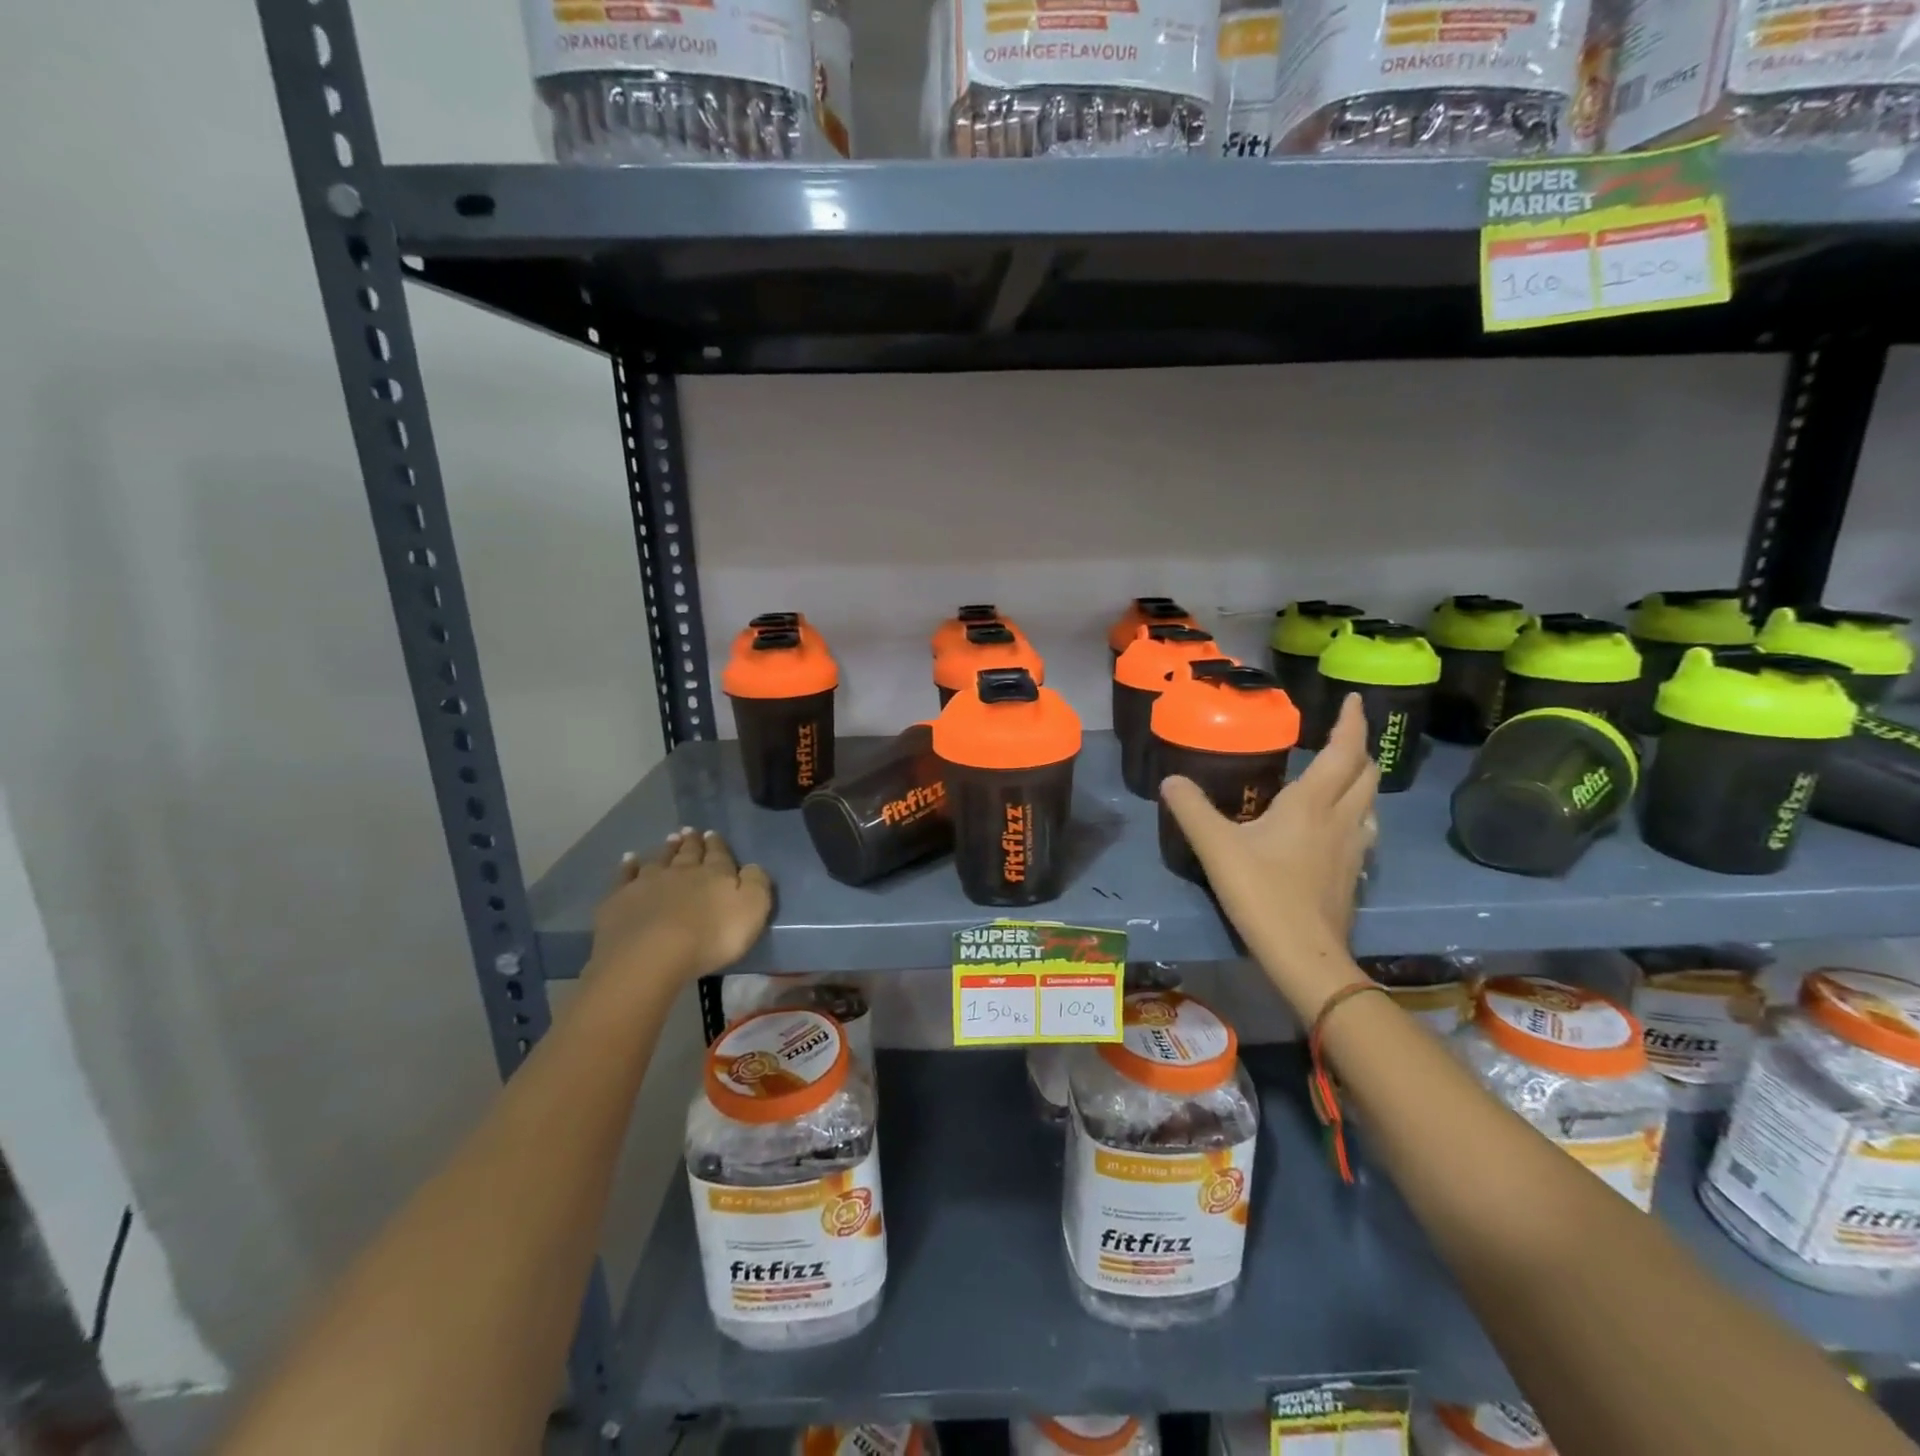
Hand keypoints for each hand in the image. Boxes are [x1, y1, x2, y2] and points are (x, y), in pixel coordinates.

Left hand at [587, 828, 772, 987]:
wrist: (651, 954)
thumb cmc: (711, 936)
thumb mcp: (752, 910)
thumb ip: (756, 884)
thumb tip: (751, 867)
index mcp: (715, 875)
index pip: (718, 855)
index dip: (717, 845)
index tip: (712, 834)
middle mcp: (681, 871)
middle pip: (688, 853)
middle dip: (692, 842)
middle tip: (691, 831)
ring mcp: (647, 883)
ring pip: (659, 860)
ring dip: (666, 849)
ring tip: (670, 839)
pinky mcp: (620, 899)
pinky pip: (625, 876)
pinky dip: (628, 866)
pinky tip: (629, 859)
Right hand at [1160, 693, 1377, 1006]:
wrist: (1304, 954)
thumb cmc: (1262, 893)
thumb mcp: (1216, 847)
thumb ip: (1192, 809)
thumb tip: (1170, 780)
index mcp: (1311, 803)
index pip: (1343, 751)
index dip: (1352, 722)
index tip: (1355, 699)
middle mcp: (1340, 819)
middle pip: (1365, 774)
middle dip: (1358, 749)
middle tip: (1340, 737)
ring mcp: (1352, 849)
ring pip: (1369, 803)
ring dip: (1362, 783)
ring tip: (1342, 778)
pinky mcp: (1353, 875)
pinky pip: (1363, 832)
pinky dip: (1356, 816)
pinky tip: (1338, 829)